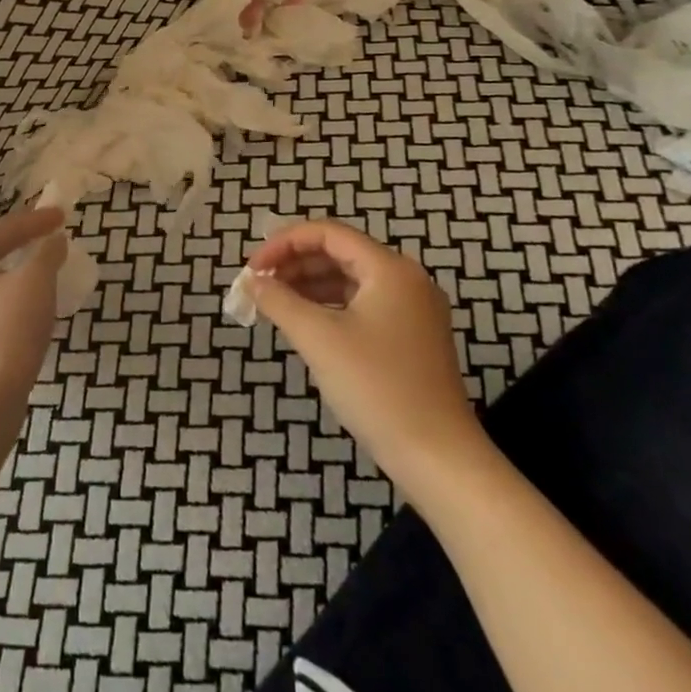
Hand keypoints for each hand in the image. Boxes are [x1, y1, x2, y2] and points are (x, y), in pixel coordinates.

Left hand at [0, 206, 67, 418]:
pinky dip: (14, 293)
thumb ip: (47, 252)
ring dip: (20, 268)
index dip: (37, 220)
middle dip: (25, 241)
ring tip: (47, 265)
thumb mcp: (35, 282)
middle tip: (54, 235)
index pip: (4, 227)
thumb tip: (54, 240)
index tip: (64, 215)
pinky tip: (32, 303)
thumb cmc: (7, 331)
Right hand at [247, 219, 487, 502]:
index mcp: (389, 269)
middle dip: (294, 263)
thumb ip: (279, 301)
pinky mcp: (411, 337)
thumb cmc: (377, 388)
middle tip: (258, 285)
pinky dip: (328, 306)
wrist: (438, 458)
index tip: (252, 269)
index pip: (327, 233)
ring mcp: (412, 310)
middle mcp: (405, 280)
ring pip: (349, 279)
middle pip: (339, 252)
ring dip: (308, 285)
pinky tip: (304, 323)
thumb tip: (252, 283)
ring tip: (273, 303)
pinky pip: (361, 304)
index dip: (284, 242)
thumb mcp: (318, 339)